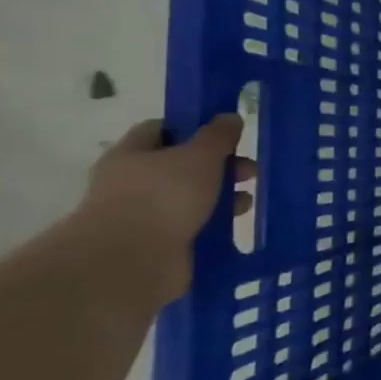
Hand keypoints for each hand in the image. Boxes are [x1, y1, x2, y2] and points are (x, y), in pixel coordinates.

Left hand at [77, 116, 253, 301]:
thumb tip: (229, 117)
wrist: (131, 262)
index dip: (195, 128)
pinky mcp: (158, 245)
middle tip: (250, 172)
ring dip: (221, 198)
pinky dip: (214, 225)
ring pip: (190, 198)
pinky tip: (235, 226)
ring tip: (246, 204)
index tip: (227, 135)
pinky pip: (192, 227)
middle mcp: (132, 183)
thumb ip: (217, 136)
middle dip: (219, 167)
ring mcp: (143, 216)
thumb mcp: (199, 156)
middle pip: (182, 166)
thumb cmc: (163, 196)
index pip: (162, 129)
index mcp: (132, 154)